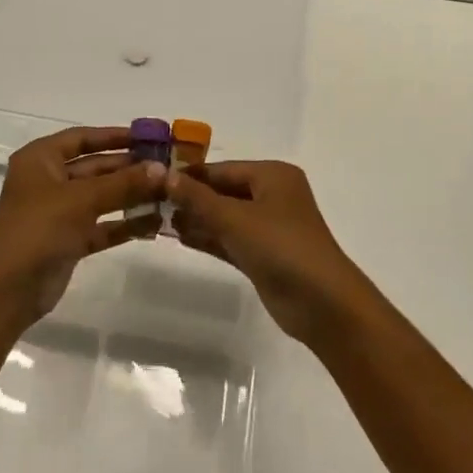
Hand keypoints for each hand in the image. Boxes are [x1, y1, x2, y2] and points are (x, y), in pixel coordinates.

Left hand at [0, 126, 163, 330]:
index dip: (114, 136)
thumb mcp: (82, 199)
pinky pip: (102, 225)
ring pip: (101, 197)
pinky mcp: (69, 241)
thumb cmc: (38, 229)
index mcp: (41, 159)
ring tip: (169, 193)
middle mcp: (49, 181)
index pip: (82, 137)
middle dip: (129, 168)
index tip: (148, 137)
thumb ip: (123, 183)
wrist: (7, 290)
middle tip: (168, 167)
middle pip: (95, 167)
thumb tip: (163, 169)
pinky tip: (154, 222)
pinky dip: (124, 224)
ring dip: (131, 196)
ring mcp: (59, 212)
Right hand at [166, 161, 369, 344]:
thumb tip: (163, 174)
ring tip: (157, 220)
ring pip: (225, 216)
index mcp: (272, 176)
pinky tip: (179, 237)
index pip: (222, 168)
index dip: (189, 174)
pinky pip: (230, 239)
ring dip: (196, 218)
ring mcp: (269, 227)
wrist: (322, 303)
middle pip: (223, 190)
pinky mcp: (264, 255)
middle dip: (191, 198)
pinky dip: (208, 237)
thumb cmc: (280, 247)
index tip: (154, 180)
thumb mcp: (234, 218)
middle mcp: (272, 196)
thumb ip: (197, 198)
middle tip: (151, 202)